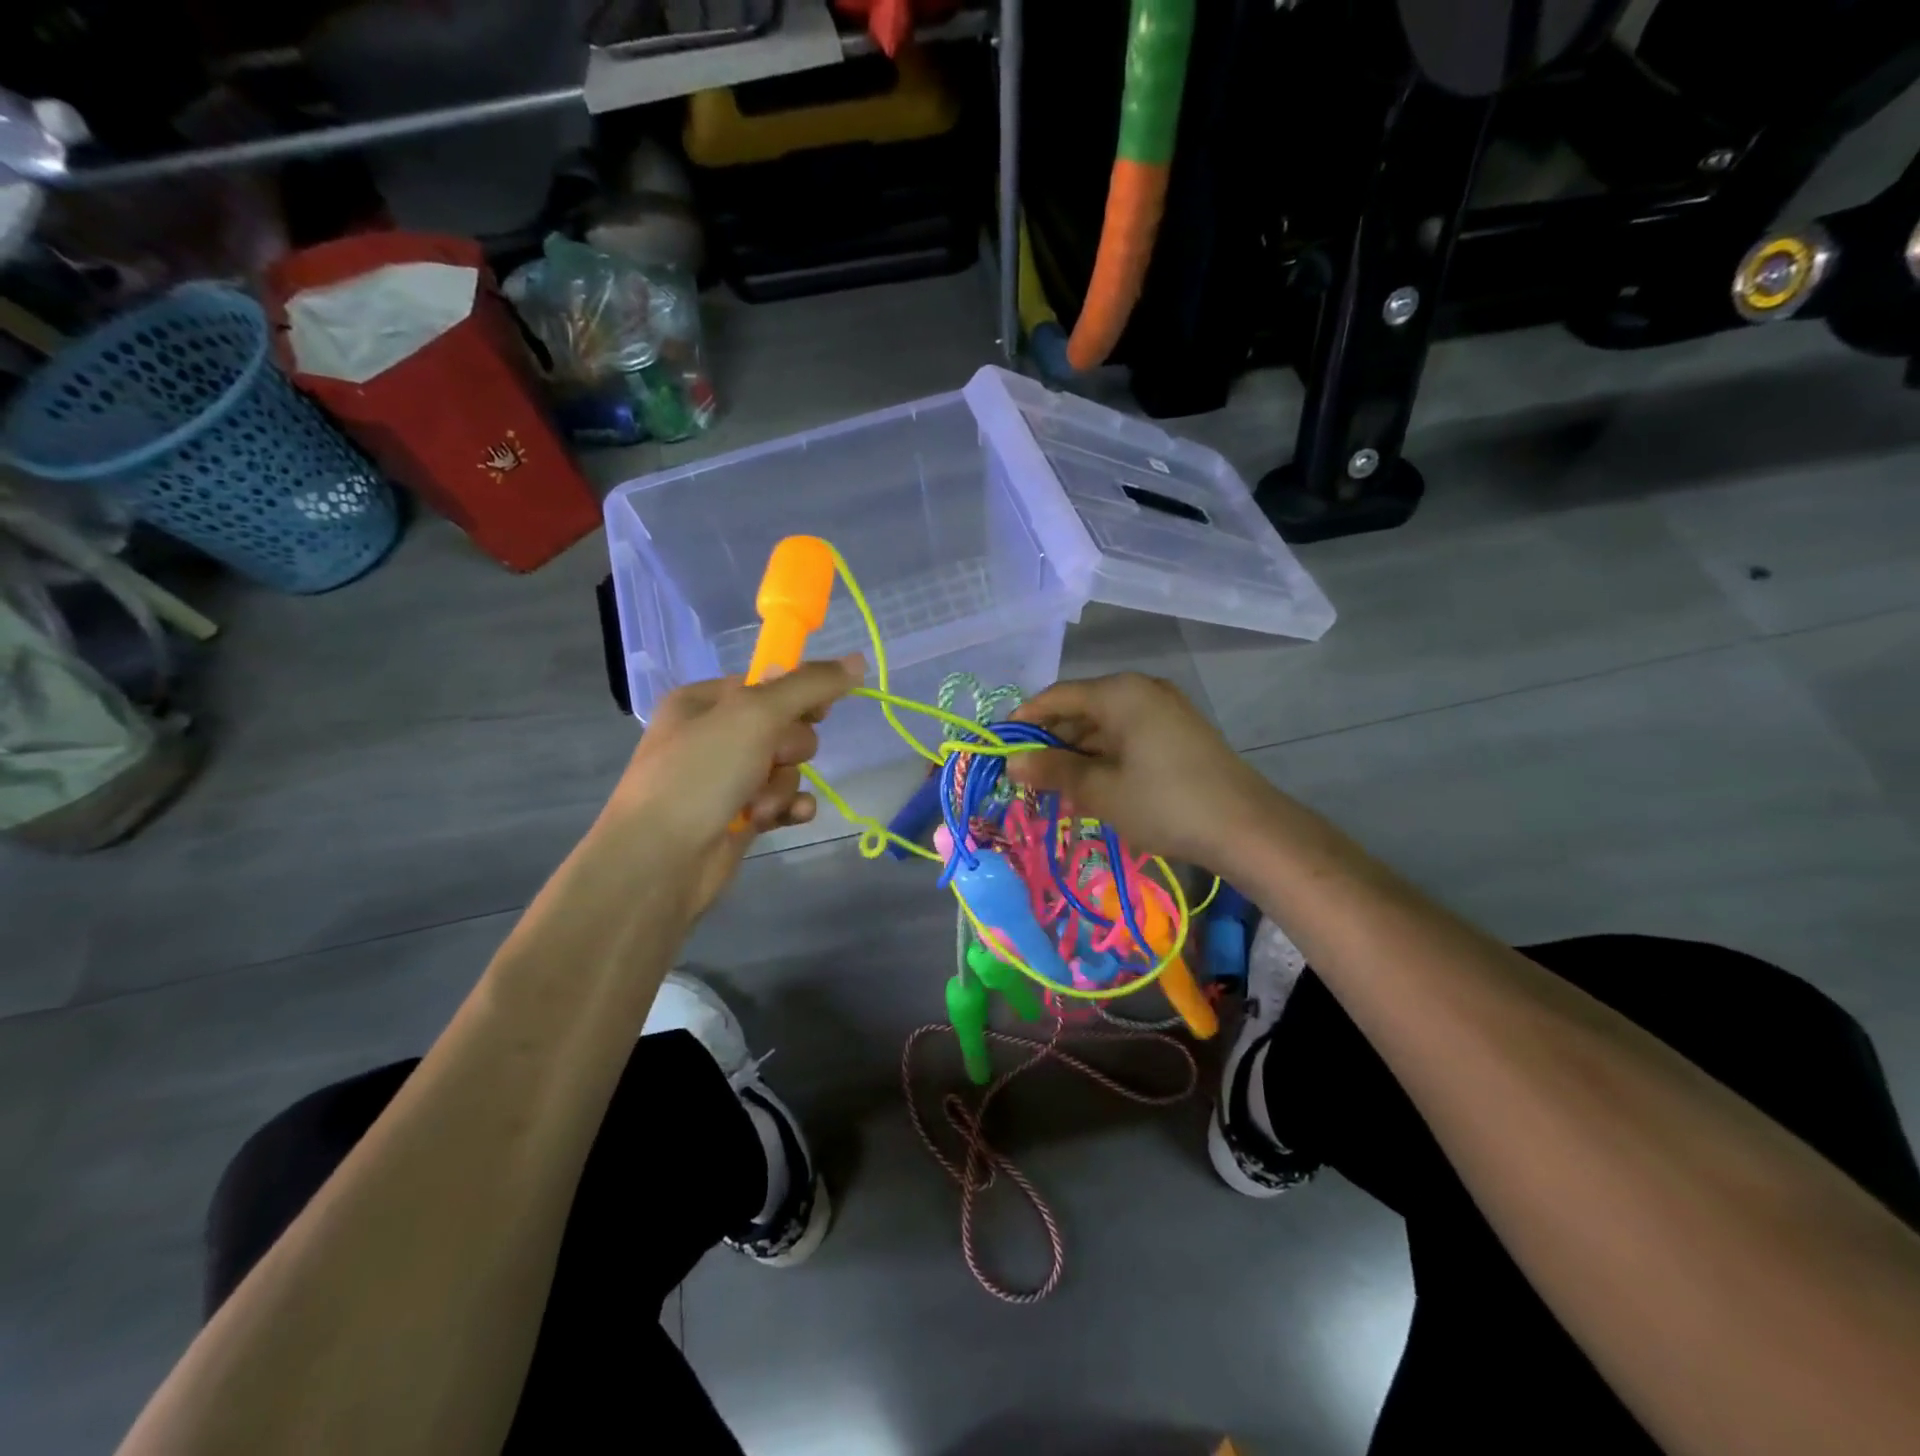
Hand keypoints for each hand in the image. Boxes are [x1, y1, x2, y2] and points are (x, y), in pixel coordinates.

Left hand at [594, 656, 863, 915]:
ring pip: (788, 768)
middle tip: (767, 760)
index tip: (816, 712)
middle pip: (786, 727)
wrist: (660, 861)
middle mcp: (715, 735)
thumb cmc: (700, 774)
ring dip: (782, 786)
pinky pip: (785, 800)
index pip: (770, 683)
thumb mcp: (755, 714)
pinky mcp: (741, 816)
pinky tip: (785, 819)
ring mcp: (727, 778)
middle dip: (786, 750)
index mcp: (705, 701)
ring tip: (757, 805)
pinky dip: (788, 808)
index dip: (797, 696)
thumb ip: (809, 685)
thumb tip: (857, 660)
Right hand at [1008, 673, 1284, 870]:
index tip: (1000, 748)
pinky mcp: (1177, 734)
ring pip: (1103, 727)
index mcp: (1120, 692)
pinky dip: (1103, 760)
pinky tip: (1089, 789)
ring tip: (1053, 790)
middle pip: (1080, 710)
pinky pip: (1126, 739)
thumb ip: (1053, 771)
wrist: (1246, 828)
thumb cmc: (1164, 803)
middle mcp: (1141, 691)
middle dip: (1050, 743)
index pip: (1057, 696)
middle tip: (1025, 778)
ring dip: (1076, 756)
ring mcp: (1163, 712)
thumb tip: (1012, 762)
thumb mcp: (1100, 790)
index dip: (1025, 721)